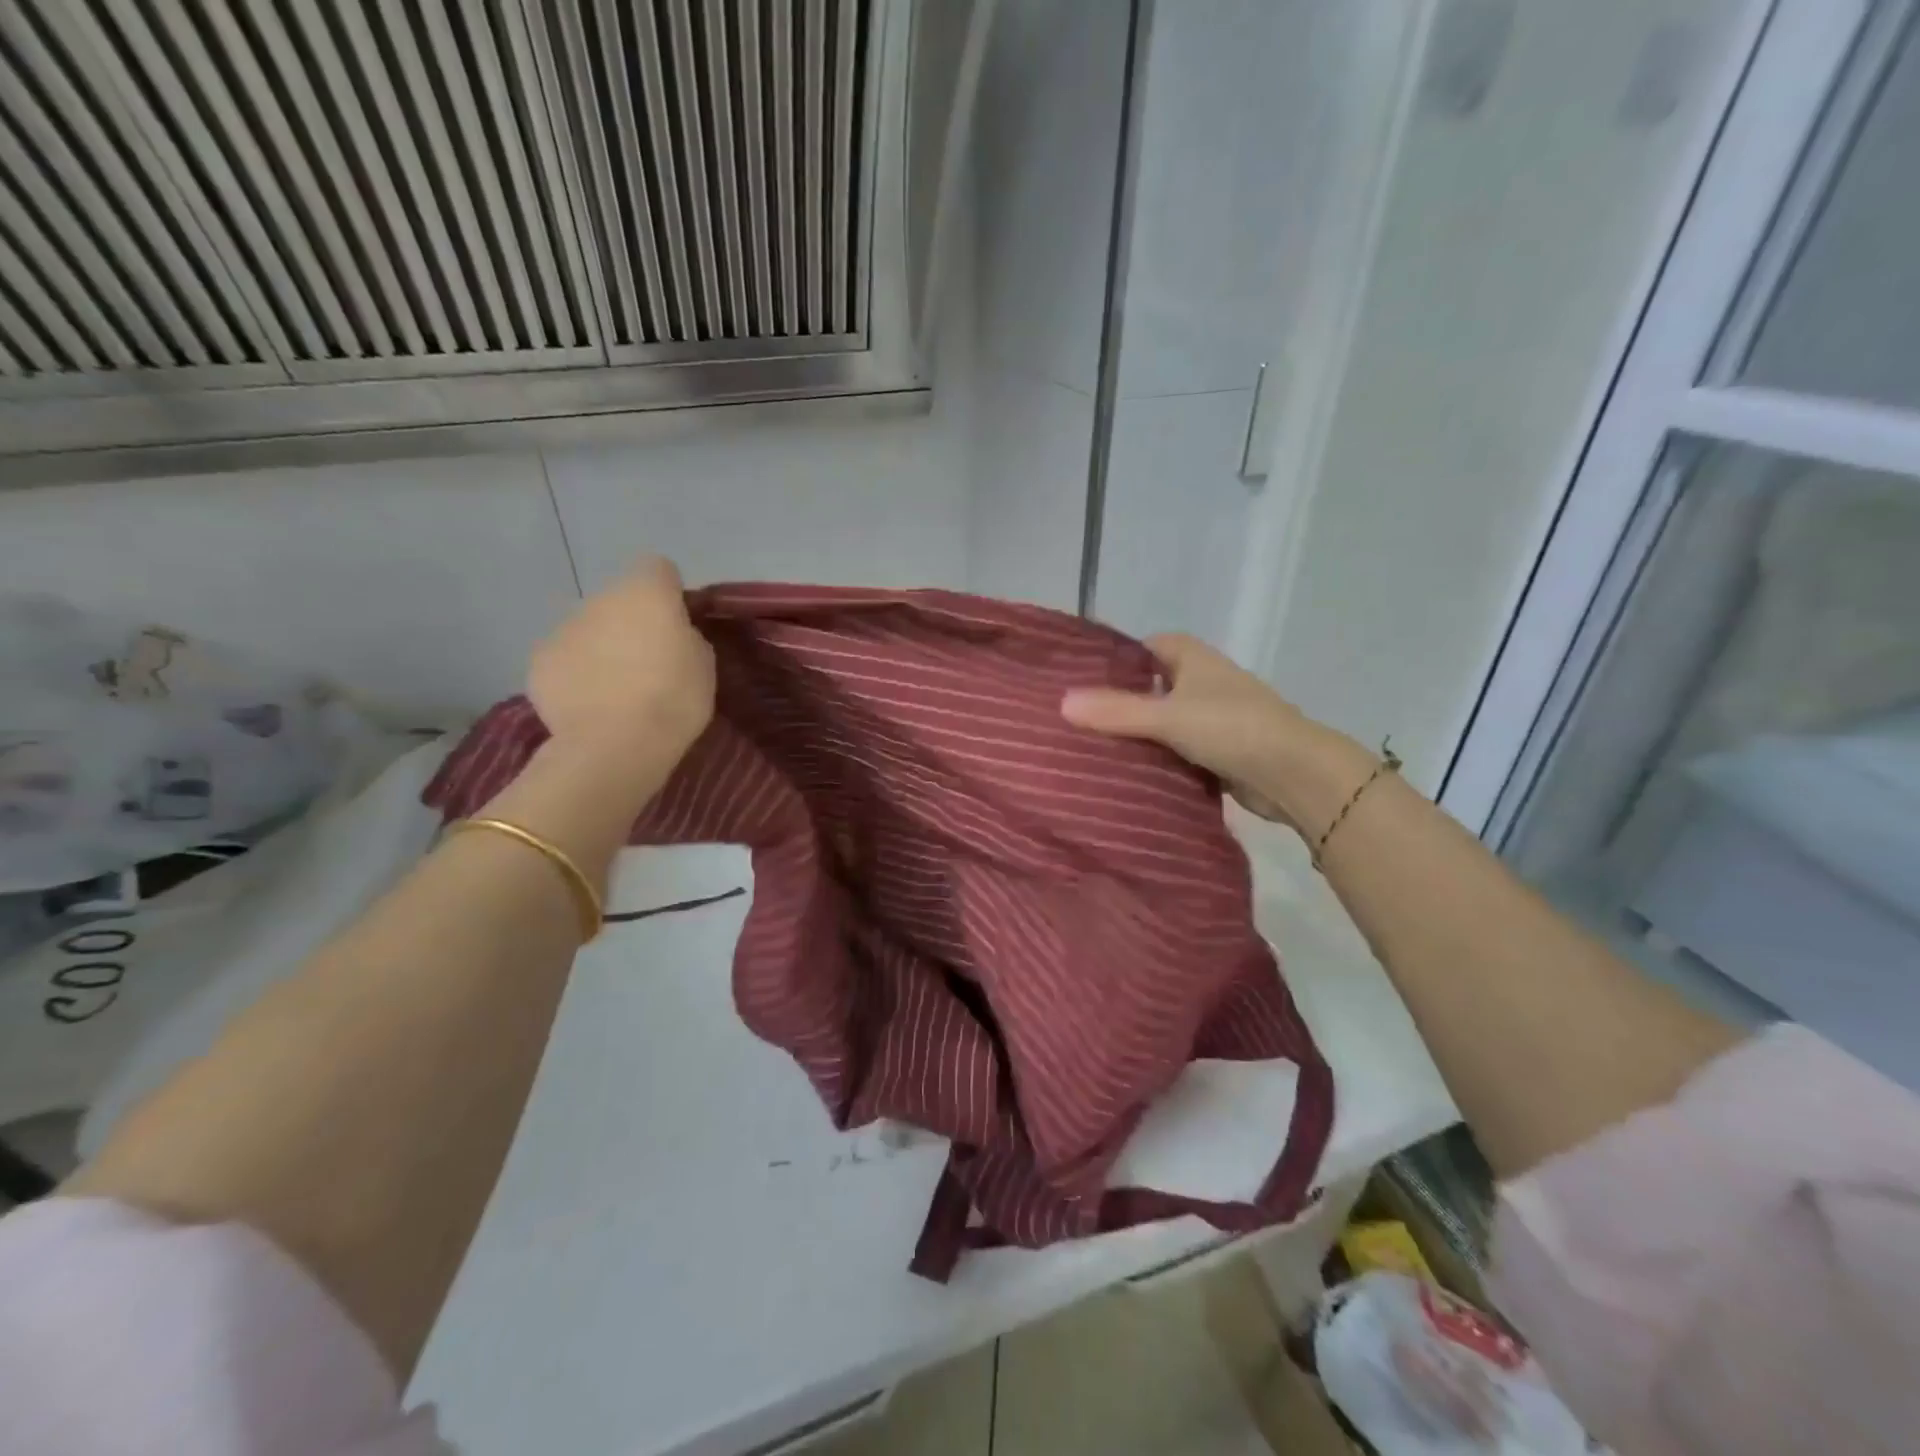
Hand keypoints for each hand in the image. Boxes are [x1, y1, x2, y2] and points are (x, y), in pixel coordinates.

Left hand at [527, 557, 715, 776]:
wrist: (615, 746)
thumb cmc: (673, 701)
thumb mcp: (704, 665)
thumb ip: (686, 637)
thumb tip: (671, 635)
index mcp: (646, 593)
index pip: (658, 568)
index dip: (668, 593)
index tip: (677, 624)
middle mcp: (600, 599)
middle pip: (619, 600)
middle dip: (631, 622)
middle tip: (648, 663)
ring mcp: (564, 628)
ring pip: (589, 629)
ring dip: (602, 647)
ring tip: (616, 690)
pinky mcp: (539, 660)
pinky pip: (565, 658)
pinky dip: (576, 674)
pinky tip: (589, 704)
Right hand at [1061, 633, 1372, 837]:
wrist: (1294, 773)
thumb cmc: (1230, 728)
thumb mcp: (1167, 717)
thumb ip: (1116, 711)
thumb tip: (1062, 703)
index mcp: (1194, 659)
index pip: (1147, 647)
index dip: (1118, 660)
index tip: (1084, 680)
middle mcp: (1205, 682)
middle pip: (1154, 686)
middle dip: (1124, 701)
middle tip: (1082, 718)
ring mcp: (1216, 718)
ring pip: (1166, 721)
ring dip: (1142, 734)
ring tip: (1095, 748)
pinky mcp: (1221, 752)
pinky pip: (1179, 750)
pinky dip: (1161, 759)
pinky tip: (1132, 773)